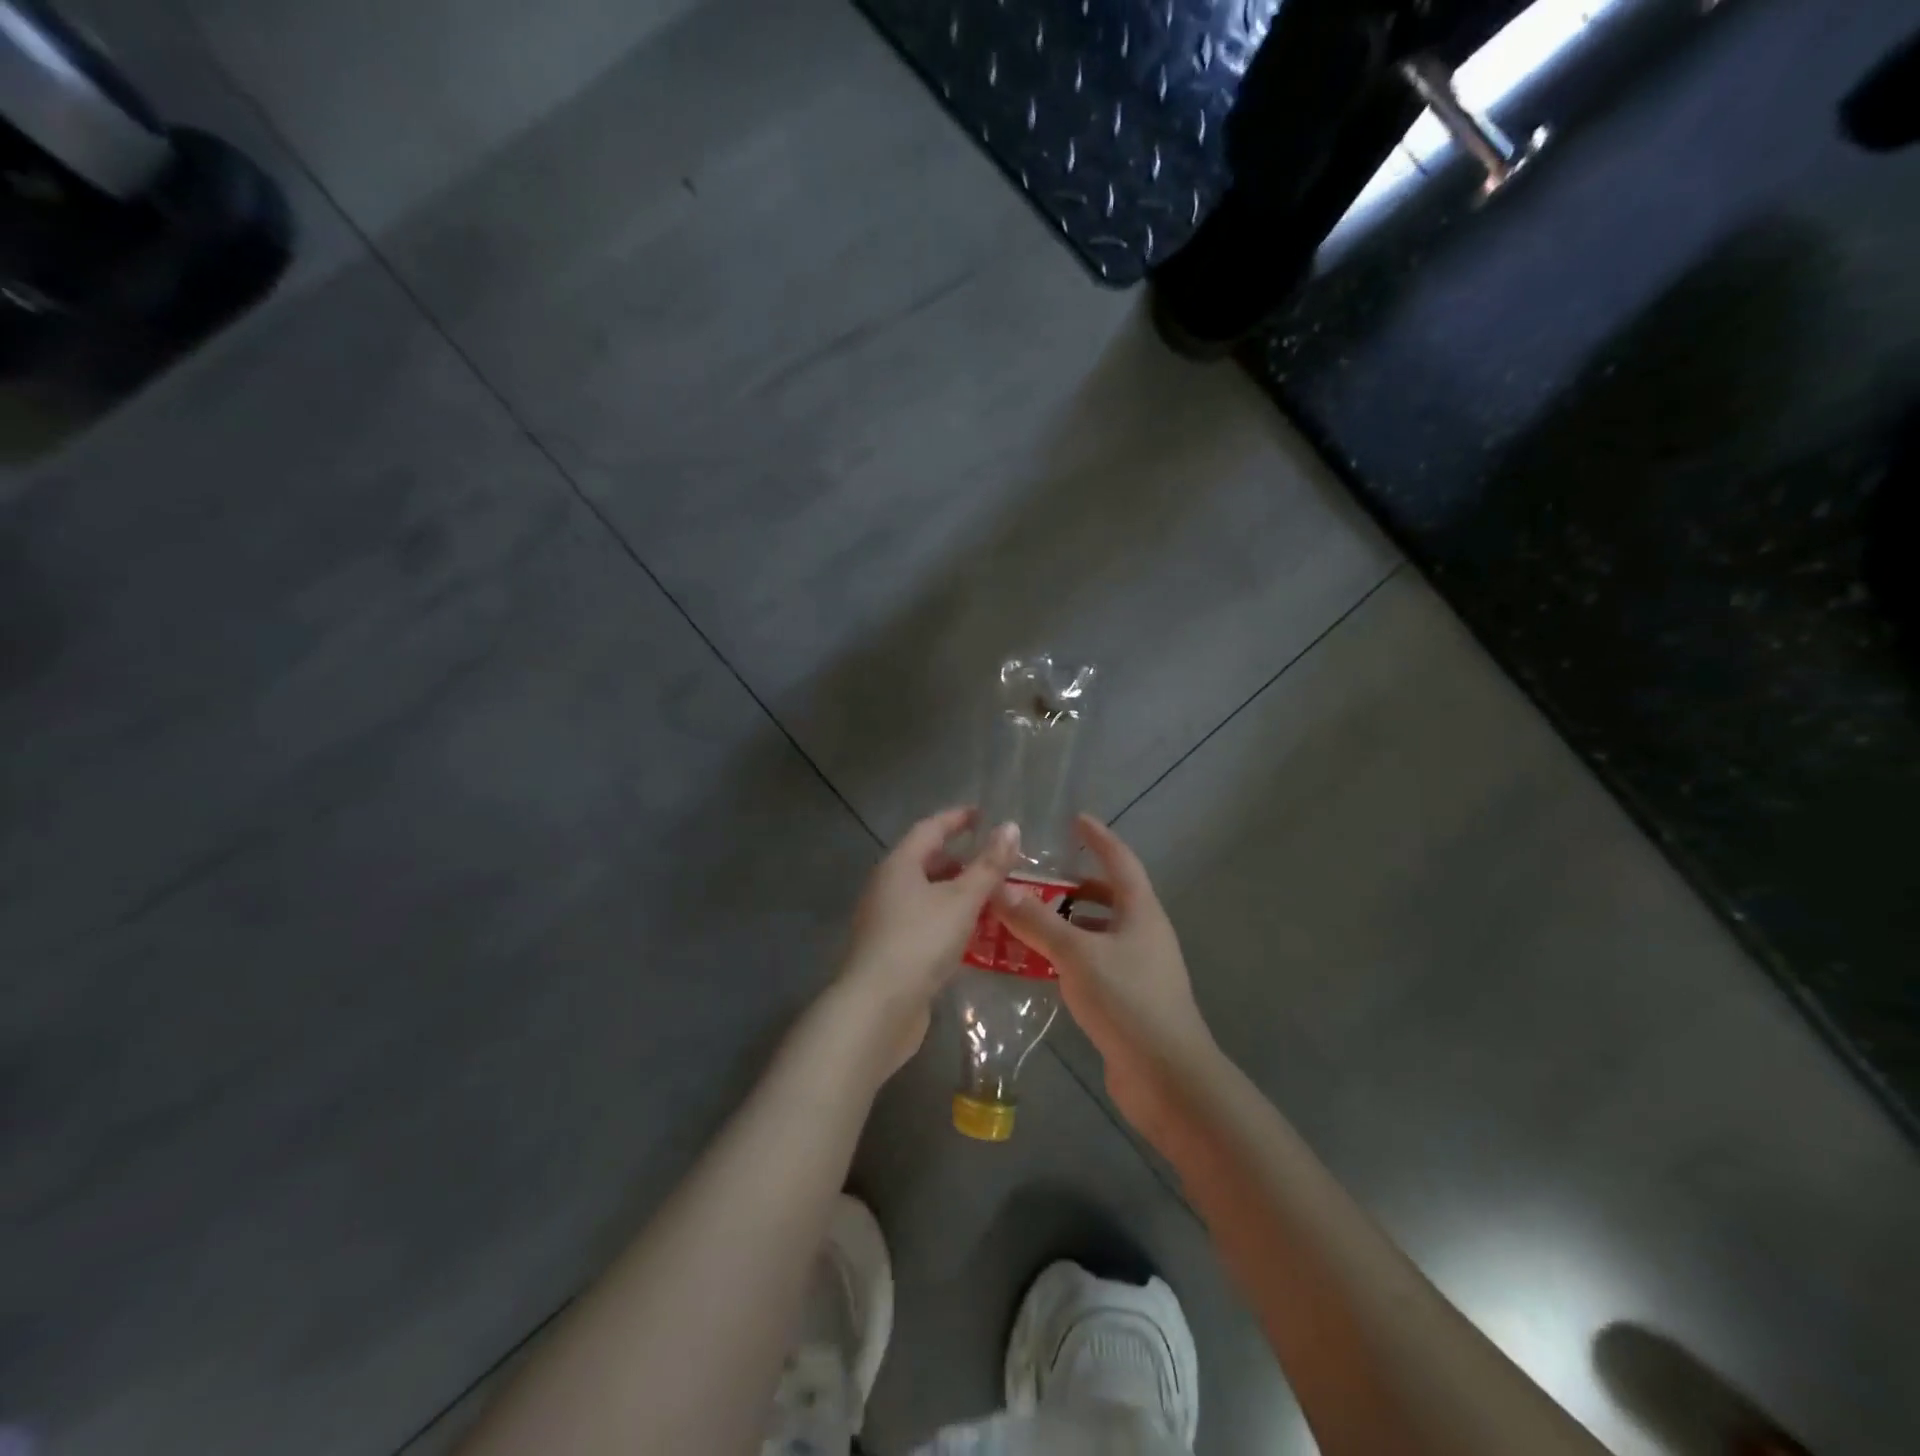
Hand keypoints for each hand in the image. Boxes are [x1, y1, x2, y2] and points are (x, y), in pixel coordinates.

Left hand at [837, 807, 1021, 1076]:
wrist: (877, 1009)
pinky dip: (950, 922)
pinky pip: (926, 925)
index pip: (930, 829)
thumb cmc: (920, 942)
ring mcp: (886, 922)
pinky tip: (974, 937)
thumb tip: (1011, 827)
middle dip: (960, 860)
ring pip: (927, 896)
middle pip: (926, 863)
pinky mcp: (891, 953)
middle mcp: (887, 888)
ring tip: (993, 899)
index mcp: (899, 866)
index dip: (957, 819)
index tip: (983, 814)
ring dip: (958, 894)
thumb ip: (989, 865)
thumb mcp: (962, 900)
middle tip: (995, 863)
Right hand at [991, 815, 1217, 1139]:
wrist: (1167, 1078)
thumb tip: (999, 889)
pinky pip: (1092, 964)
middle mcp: (1144, 934)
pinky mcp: (1127, 1000)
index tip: (1076, 819)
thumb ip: (1038, 922)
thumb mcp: (1077, 955)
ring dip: (1067, 924)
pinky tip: (1039, 965)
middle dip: (1075, 885)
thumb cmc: (1128, 1001)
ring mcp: (1138, 969)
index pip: (1120, 861)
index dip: (1099, 838)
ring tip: (1027, 920)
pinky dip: (1067, 957)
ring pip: (1098, 933)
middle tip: (1036, 878)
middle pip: (1109, 897)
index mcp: (1141, 912)